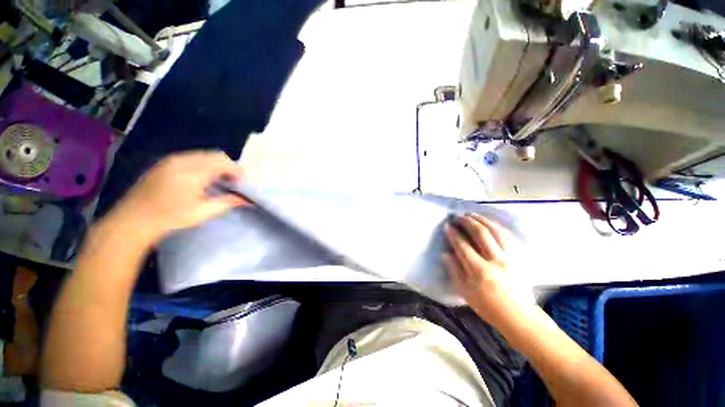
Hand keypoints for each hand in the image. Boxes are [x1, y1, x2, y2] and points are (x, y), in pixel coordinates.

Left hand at [103, 151, 247, 244]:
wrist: (132, 220)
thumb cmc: (169, 218)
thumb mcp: (202, 212)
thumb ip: (227, 202)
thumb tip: (246, 199)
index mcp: (192, 172)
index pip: (223, 162)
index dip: (237, 171)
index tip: (243, 184)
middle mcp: (182, 160)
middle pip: (215, 155)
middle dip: (229, 167)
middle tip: (234, 183)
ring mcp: (171, 160)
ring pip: (204, 155)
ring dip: (217, 165)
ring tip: (221, 181)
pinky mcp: (165, 163)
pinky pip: (193, 157)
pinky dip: (205, 165)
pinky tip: (203, 179)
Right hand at [442, 214, 534, 326]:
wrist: (518, 316)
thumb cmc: (487, 306)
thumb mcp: (465, 291)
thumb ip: (454, 270)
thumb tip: (445, 253)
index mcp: (479, 271)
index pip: (463, 246)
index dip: (454, 234)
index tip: (447, 226)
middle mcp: (496, 260)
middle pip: (481, 234)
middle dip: (467, 222)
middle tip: (458, 217)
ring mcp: (510, 257)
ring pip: (496, 231)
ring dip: (482, 220)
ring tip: (472, 215)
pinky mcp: (518, 257)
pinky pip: (507, 236)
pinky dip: (496, 226)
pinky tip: (489, 223)